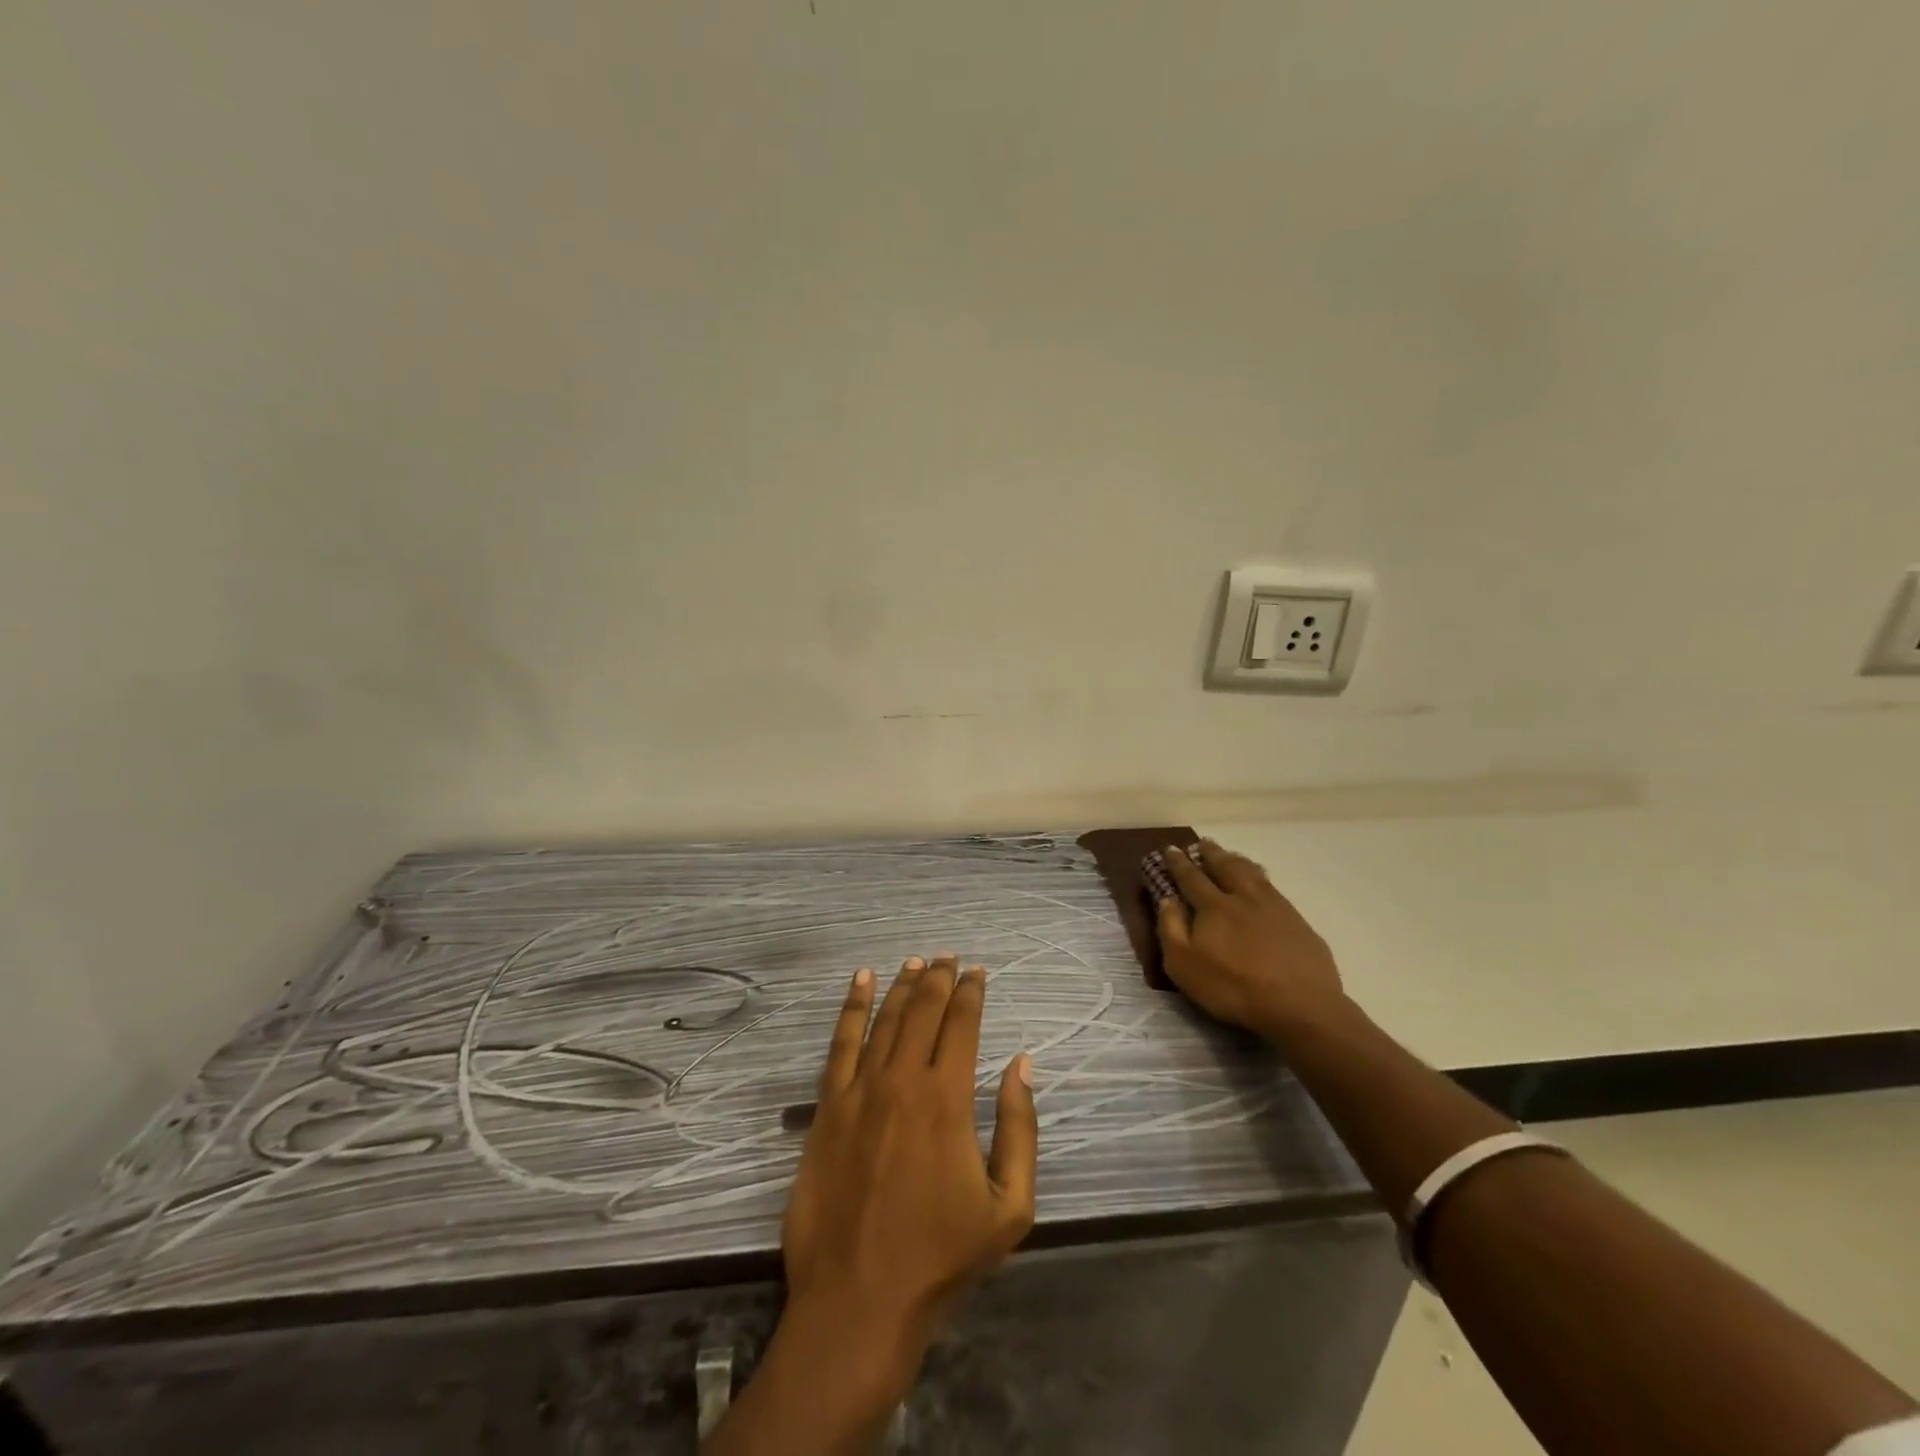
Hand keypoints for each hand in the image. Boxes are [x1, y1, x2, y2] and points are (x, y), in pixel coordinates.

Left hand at [782, 954, 1037, 1392]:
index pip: (962, 1024)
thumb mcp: (1010, 1207)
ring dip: (901, 985)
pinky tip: (861, 980)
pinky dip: (852, 1007)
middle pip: (923, 1010)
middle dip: (938, 977)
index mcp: (948, 1098)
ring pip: (885, 1019)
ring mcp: (860, 1090)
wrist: (859, 1300)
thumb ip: (1020, 1128)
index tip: (978, 972)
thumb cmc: (941, 1257)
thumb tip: (1021, 1064)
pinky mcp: (828, 1107)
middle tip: (949, 956)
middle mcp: (904, 1080)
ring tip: (914, 962)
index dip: (971, 992)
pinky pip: (840, 1043)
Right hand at [1152, 840, 1346, 1037]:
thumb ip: (1171, 929)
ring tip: (1230, 854)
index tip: (1171, 849)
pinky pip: (1274, 889)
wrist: (1299, 1006)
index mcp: (1214, 907)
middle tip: (1203, 842)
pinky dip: (1262, 878)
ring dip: (1237, 861)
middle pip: (1225, 867)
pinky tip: (1263, 882)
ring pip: (1252, 874)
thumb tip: (1167, 899)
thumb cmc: (1233, 988)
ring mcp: (1275, 908)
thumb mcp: (1184, 966)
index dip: (1179, 863)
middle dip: (1211, 854)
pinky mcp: (1298, 922)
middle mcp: (1243, 898)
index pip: (1191, 878)